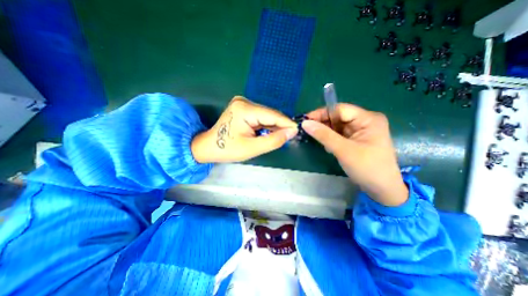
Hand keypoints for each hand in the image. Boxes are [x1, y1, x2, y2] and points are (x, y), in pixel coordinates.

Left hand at [191, 96, 297, 161]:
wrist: (208, 146)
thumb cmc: (228, 149)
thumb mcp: (252, 148)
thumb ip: (274, 140)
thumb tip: (291, 132)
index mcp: (245, 109)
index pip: (273, 115)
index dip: (287, 124)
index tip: (297, 132)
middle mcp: (244, 102)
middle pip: (270, 114)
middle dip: (280, 126)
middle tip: (288, 138)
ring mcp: (243, 103)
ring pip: (266, 116)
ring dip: (273, 127)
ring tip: (278, 137)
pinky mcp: (243, 108)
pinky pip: (260, 116)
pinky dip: (266, 125)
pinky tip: (268, 133)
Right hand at [301, 103, 406, 205]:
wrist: (382, 189)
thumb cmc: (367, 168)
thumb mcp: (343, 150)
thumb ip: (324, 135)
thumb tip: (305, 123)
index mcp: (368, 119)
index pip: (340, 109)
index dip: (321, 113)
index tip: (305, 120)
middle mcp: (365, 121)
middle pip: (338, 116)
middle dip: (322, 123)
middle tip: (306, 129)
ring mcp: (360, 130)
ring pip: (337, 126)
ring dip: (325, 131)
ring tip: (313, 137)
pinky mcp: (356, 139)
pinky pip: (339, 134)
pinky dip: (330, 137)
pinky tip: (325, 144)